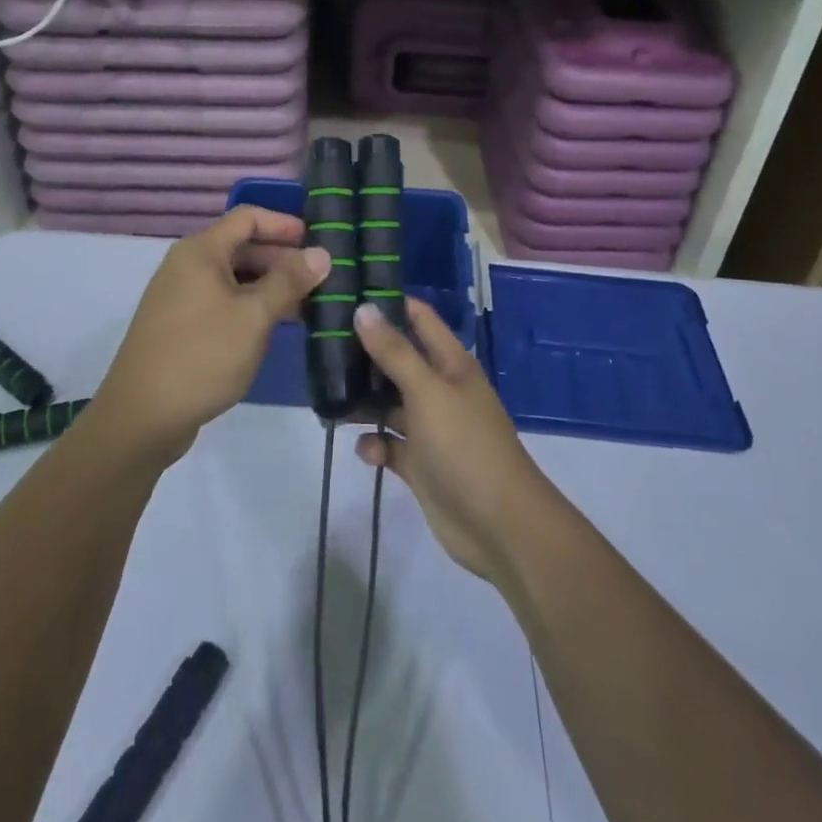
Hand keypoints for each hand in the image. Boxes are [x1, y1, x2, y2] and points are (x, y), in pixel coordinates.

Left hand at [92, 206, 329, 466]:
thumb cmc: (202, 356)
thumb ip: (289, 281)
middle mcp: (187, 265)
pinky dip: (250, 306)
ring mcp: (180, 297)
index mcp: (200, 251)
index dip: (283, 223)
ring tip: (307, 304)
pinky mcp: (180, 326)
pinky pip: (222, 301)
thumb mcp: (253, 316)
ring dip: (269, 285)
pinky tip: (275, 326)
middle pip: (241, 246)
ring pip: (234, 278)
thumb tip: (322, 253)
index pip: (247, 217)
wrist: (140, 418)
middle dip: (282, 258)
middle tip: (321, 278)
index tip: (317, 240)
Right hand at [353, 298, 562, 581]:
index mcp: (451, 364)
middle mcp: (440, 390)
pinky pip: (390, 445)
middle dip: (365, 354)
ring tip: (328, 396)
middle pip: (398, 360)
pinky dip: (375, 444)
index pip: (419, 319)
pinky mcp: (421, 464)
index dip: (389, 304)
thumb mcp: (428, 391)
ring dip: (364, 401)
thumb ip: (395, 352)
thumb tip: (364, 308)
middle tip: (322, 346)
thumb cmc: (465, 446)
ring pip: (390, 403)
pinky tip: (364, 449)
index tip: (347, 296)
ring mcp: (431, 428)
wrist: (499, 526)